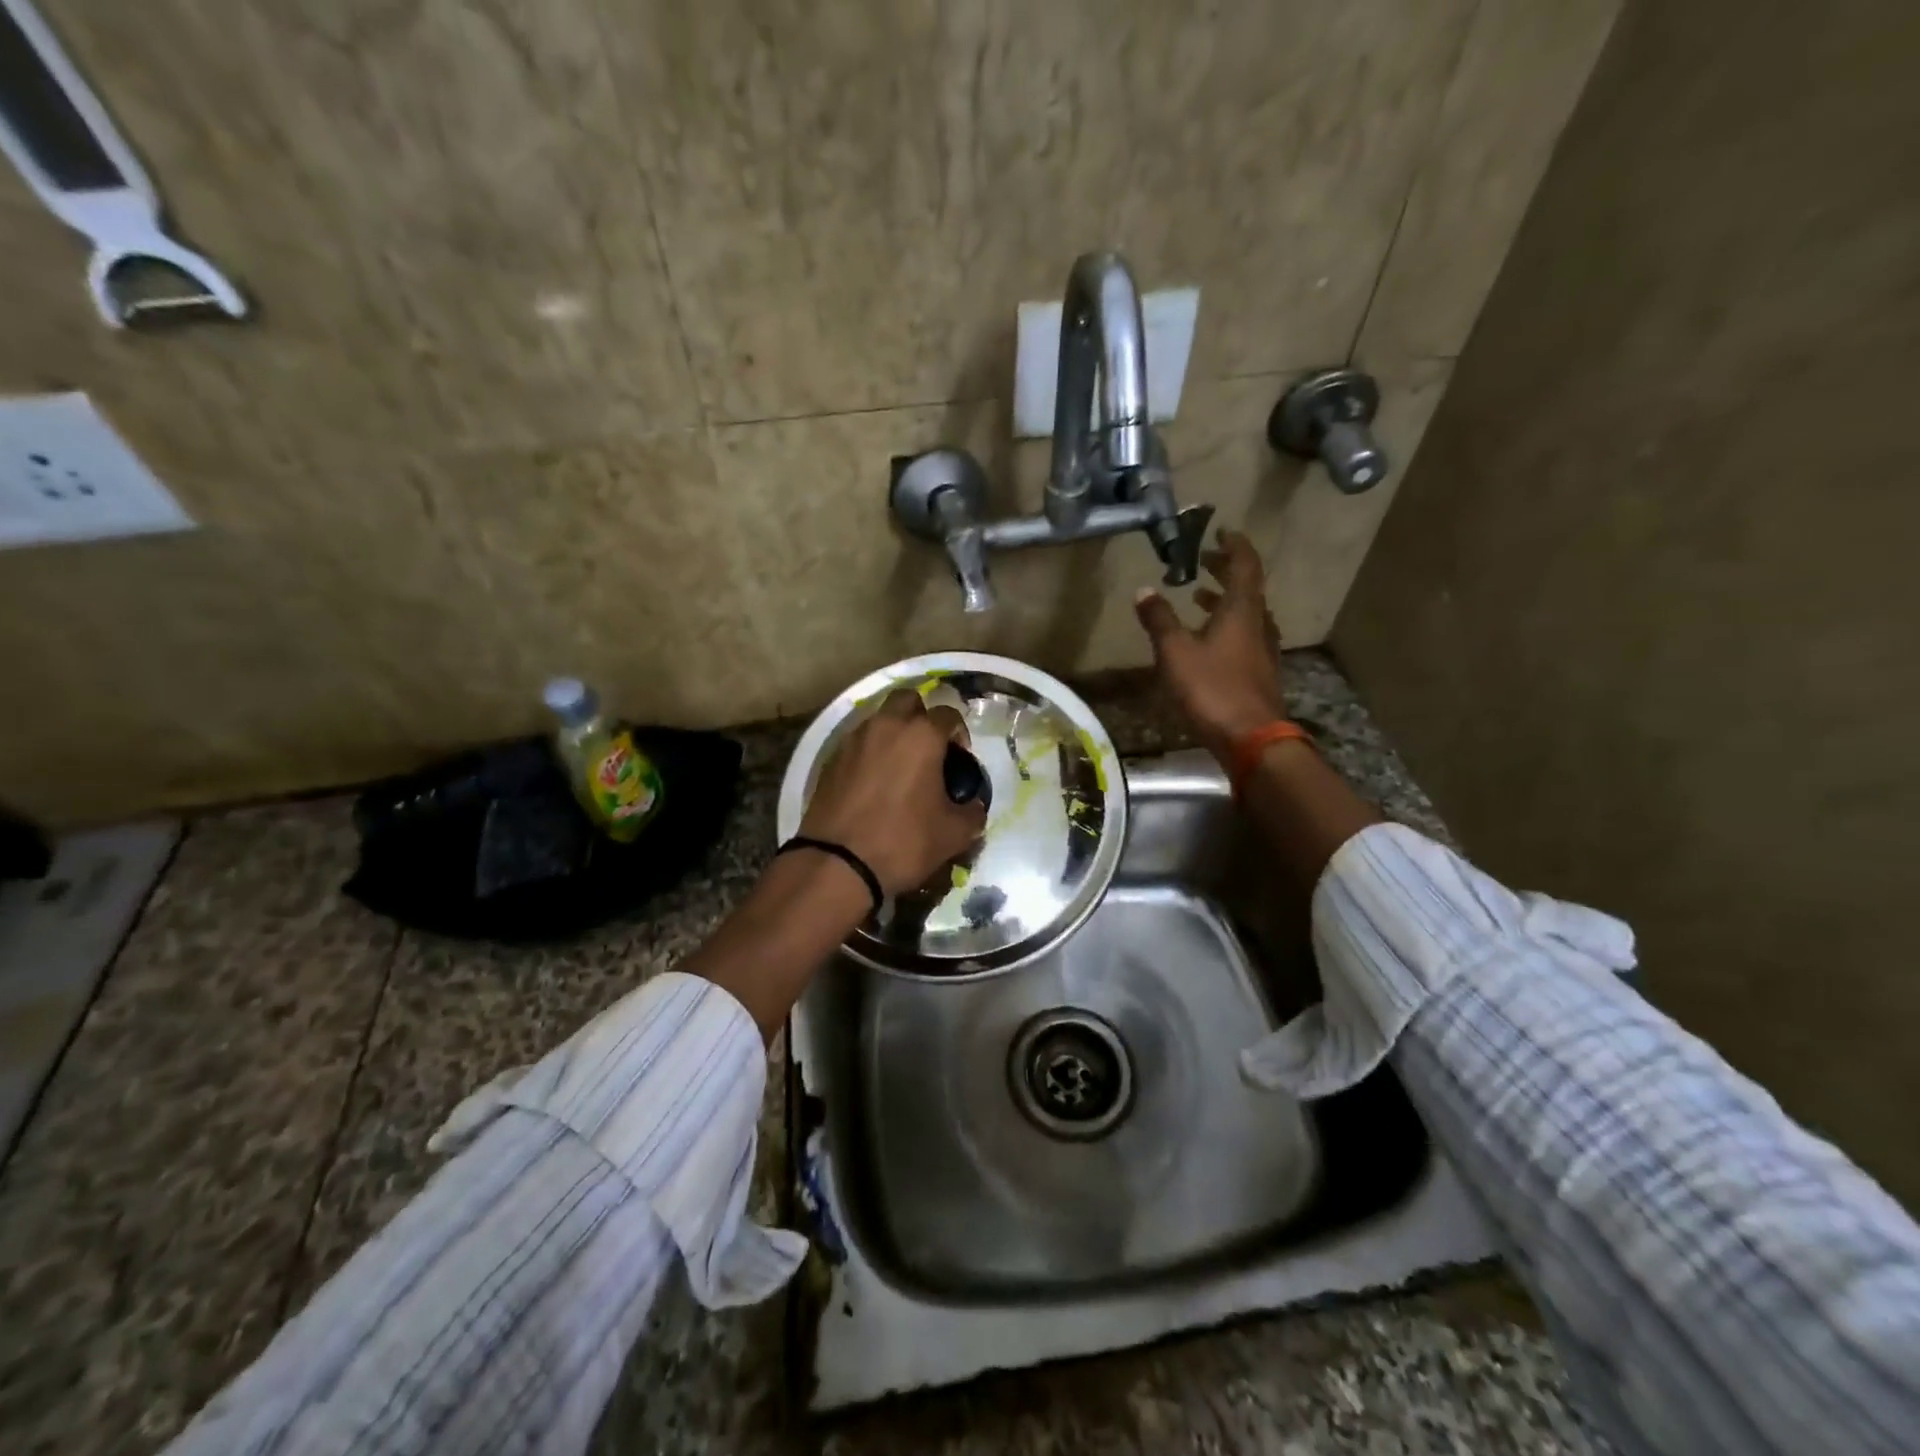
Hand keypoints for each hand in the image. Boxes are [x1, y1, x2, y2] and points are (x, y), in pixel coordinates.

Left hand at [799, 689, 987, 895]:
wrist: (837, 864)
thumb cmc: (903, 842)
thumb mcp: (953, 834)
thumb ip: (972, 813)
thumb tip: (973, 806)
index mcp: (921, 736)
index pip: (948, 714)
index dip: (959, 733)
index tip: (960, 758)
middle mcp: (886, 726)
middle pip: (908, 700)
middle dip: (921, 716)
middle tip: (928, 749)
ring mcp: (854, 740)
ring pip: (879, 719)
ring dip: (893, 733)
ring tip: (900, 768)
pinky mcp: (831, 759)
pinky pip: (858, 743)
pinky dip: (870, 753)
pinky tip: (874, 784)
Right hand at [1134, 528, 1287, 764]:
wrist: (1252, 739)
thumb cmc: (1212, 689)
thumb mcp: (1176, 653)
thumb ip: (1159, 620)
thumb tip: (1144, 590)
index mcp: (1241, 611)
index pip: (1244, 566)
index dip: (1234, 546)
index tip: (1221, 531)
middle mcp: (1258, 625)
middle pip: (1247, 588)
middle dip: (1225, 570)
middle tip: (1204, 560)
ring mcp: (1262, 651)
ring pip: (1246, 614)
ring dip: (1225, 600)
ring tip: (1199, 597)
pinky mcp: (1259, 674)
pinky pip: (1245, 637)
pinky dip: (1227, 626)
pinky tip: (1209, 641)